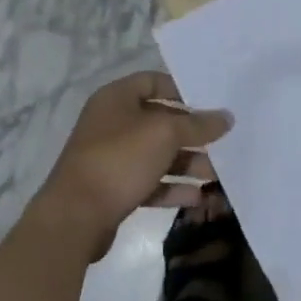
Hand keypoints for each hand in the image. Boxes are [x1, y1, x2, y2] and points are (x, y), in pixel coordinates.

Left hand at [31, 71, 233, 260]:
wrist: (74, 218)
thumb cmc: (120, 159)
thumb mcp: (165, 134)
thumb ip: (198, 125)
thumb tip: (227, 117)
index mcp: (116, 98)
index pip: (153, 81)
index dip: (181, 90)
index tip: (209, 102)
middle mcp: (112, 123)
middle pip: (159, 121)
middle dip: (191, 134)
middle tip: (221, 142)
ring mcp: (111, 158)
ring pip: (156, 154)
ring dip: (186, 163)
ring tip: (216, 174)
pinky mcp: (113, 190)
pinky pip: (149, 182)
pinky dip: (171, 187)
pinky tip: (196, 196)